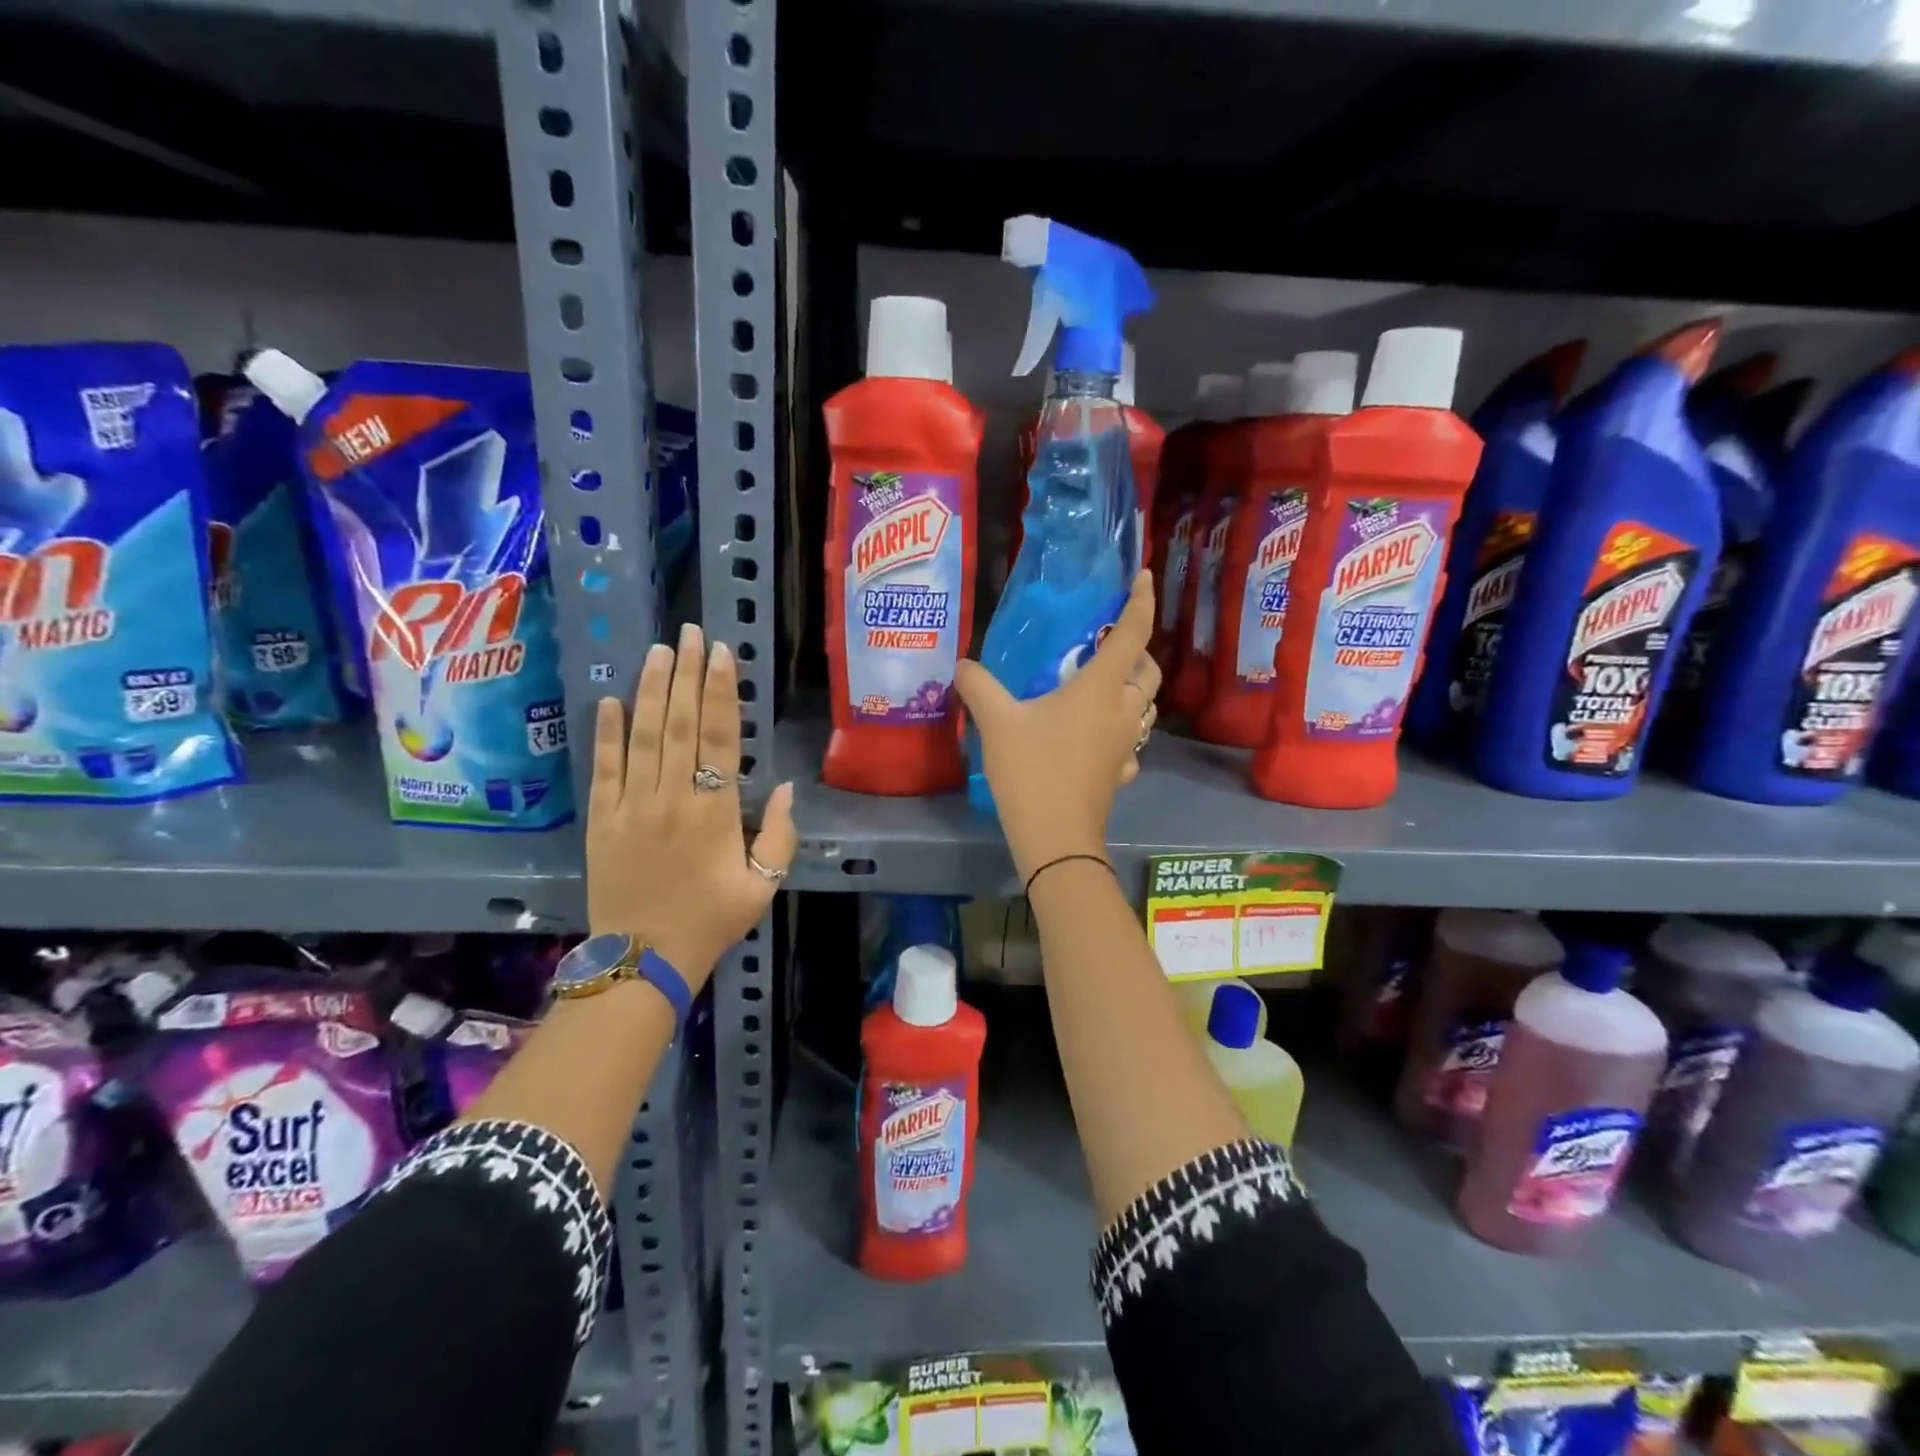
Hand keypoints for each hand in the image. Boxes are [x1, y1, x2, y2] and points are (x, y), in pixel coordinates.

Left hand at [586, 622, 796, 987]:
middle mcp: (670, 798)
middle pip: (678, 724)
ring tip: (658, 651)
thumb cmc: (711, 921)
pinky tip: (611, 700)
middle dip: (686, 674)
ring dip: (650, 690)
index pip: (717, 738)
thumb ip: (778, 835)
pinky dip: (606, 733)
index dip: (720, 692)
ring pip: (641, 736)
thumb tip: (783, 788)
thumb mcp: (763, 886)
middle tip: (690, 634)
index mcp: (713, 812)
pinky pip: (603, 768)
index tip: (720, 655)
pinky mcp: (601, 821)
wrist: (643, 960)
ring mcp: (630, 807)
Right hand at [955, 571, 1159, 882]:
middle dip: (1137, 652)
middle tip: (1108, 645)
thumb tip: (963, 665)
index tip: (1144, 577)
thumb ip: (980, 686)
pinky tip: (1098, 738)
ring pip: (1145, 707)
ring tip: (1102, 687)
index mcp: (1100, 688)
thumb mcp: (997, 723)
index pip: (1133, 632)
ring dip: (1133, 690)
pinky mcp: (1122, 773)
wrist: (1055, 837)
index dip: (1141, 601)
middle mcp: (1123, 711)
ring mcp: (1127, 745)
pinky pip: (1131, 742)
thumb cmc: (1032, 771)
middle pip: (1149, 671)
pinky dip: (1122, 731)